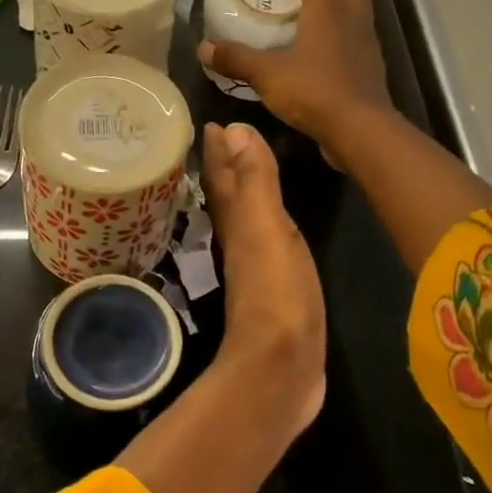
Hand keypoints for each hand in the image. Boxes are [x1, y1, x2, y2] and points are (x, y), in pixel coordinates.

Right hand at [199, 0, 394, 155]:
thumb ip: (236, 59)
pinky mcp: (371, 70)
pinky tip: (321, 55)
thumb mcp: (267, 74)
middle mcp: (352, 20)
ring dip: (338, 9)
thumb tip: (204, 48)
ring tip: (311, 20)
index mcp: (328, 10)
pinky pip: (356, 41)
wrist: (360, 129)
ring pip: (356, 14)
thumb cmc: (314, 90)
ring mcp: (366, 45)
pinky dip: (341, 39)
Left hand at [202, 121, 324, 436]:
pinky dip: (258, 224)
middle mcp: (237, 240)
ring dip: (238, 192)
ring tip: (241, 170)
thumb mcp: (266, 229)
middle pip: (225, 194)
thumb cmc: (276, 293)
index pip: (220, 176)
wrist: (282, 370)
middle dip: (222, 166)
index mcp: (235, 222)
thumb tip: (234, 129)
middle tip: (222, 136)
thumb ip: (254, 182)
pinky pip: (259, 241)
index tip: (210, 122)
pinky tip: (265, 225)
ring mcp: (252, 266)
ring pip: (240, 217)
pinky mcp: (270, 288)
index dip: (216, 150)